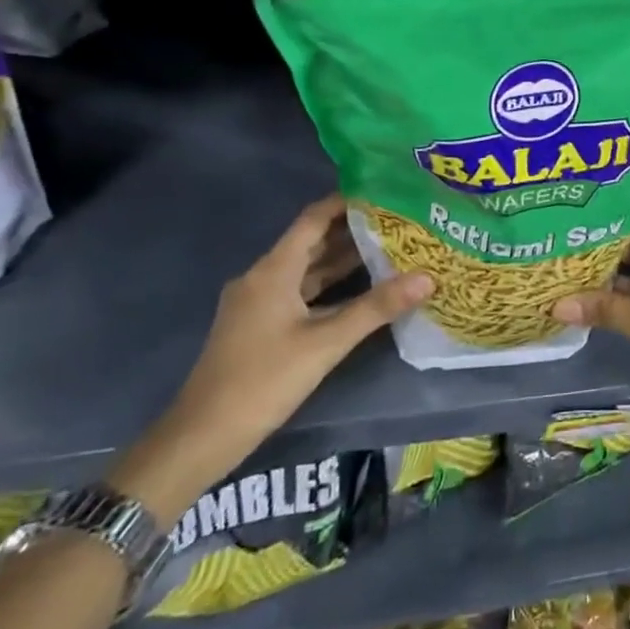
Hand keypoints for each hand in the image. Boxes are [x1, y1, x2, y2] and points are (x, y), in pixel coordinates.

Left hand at [110, 194, 432, 524]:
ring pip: (308, 269)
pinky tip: (363, 288)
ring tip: (392, 246)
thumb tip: (427, 278)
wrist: (202, 438)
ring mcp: (260, 302)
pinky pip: (302, 291)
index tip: (384, 190)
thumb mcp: (325, 344)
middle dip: (353, 229)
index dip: (346, 201)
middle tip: (399, 219)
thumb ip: (376, 308)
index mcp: (272, 271)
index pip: (313, 219)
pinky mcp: (262, 324)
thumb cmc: (262, 381)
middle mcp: (263, 277)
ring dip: (344, 258)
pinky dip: (332, 284)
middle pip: (312, 242)